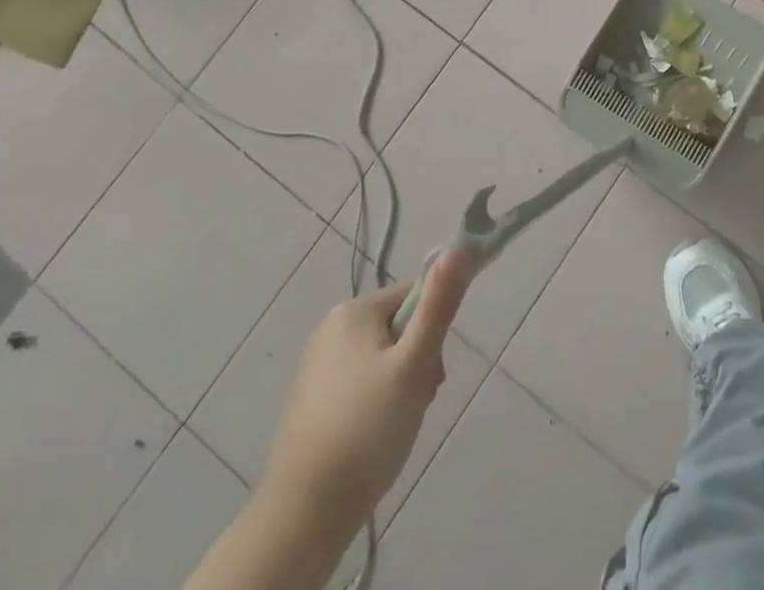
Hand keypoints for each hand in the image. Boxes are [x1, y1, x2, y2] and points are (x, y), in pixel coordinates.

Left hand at [259, 248, 472, 537]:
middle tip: (417, 402)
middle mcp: (329, 329)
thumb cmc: (367, 429)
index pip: (415, 297)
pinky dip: (375, 405)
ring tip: (398, 425)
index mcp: (352, 311)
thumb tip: (459, 247)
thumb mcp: (414, 364)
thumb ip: (439, 305)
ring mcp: (316, 368)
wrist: (304, 515)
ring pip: (381, 360)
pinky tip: (374, 438)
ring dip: (400, 385)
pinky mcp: (310, 402)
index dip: (432, 332)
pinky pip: (359, 385)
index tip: (431, 372)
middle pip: (398, 328)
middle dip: (417, 363)